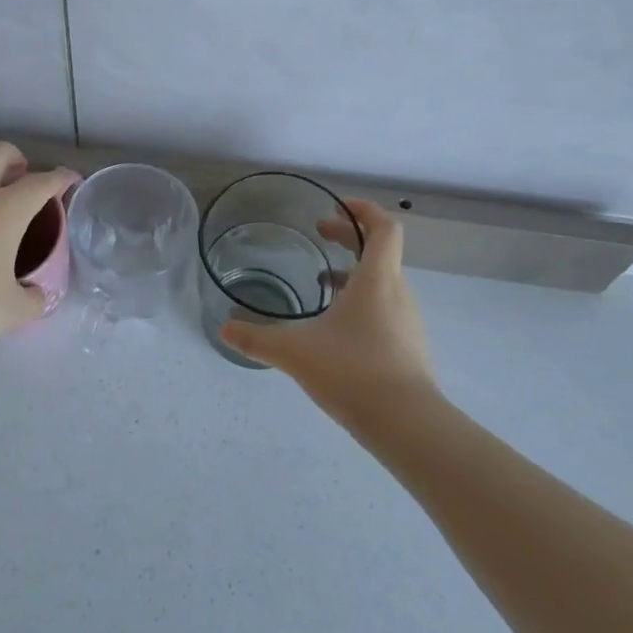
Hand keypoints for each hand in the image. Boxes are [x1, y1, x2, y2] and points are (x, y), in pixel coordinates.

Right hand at [220, 199, 439, 428]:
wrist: (408, 425)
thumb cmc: (353, 372)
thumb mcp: (295, 352)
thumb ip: (257, 338)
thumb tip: (224, 329)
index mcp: (376, 280)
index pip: (384, 227)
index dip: (363, 210)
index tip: (336, 207)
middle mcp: (397, 293)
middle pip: (380, 250)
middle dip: (349, 236)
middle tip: (320, 233)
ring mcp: (406, 322)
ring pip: (382, 281)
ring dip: (354, 272)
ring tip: (320, 282)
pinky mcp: (407, 347)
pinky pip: (385, 309)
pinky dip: (362, 301)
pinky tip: (335, 327)